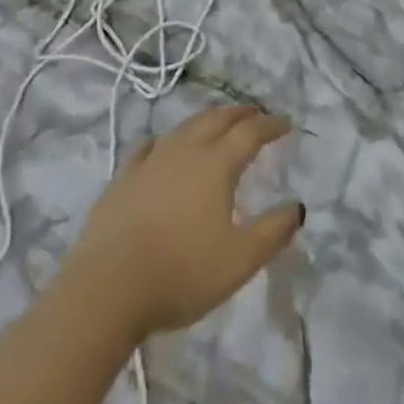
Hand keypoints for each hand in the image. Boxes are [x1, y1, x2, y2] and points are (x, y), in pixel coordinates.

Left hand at [58, 105, 304, 340]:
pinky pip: (150, 146)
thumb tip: (297, 207)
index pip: (250, 133)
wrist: (106, 290)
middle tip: (255, 115)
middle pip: (217, 119)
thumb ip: (272, 232)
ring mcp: (151, 161)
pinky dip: (166, 141)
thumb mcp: (238, 262)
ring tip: (217, 125)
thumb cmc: (180, 274)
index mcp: (216, 164)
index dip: (271, 125)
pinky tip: (164, 148)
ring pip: (185, 127)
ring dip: (207, 121)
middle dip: (240, 113)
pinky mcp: (123, 178)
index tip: (286, 124)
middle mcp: (186, 151)